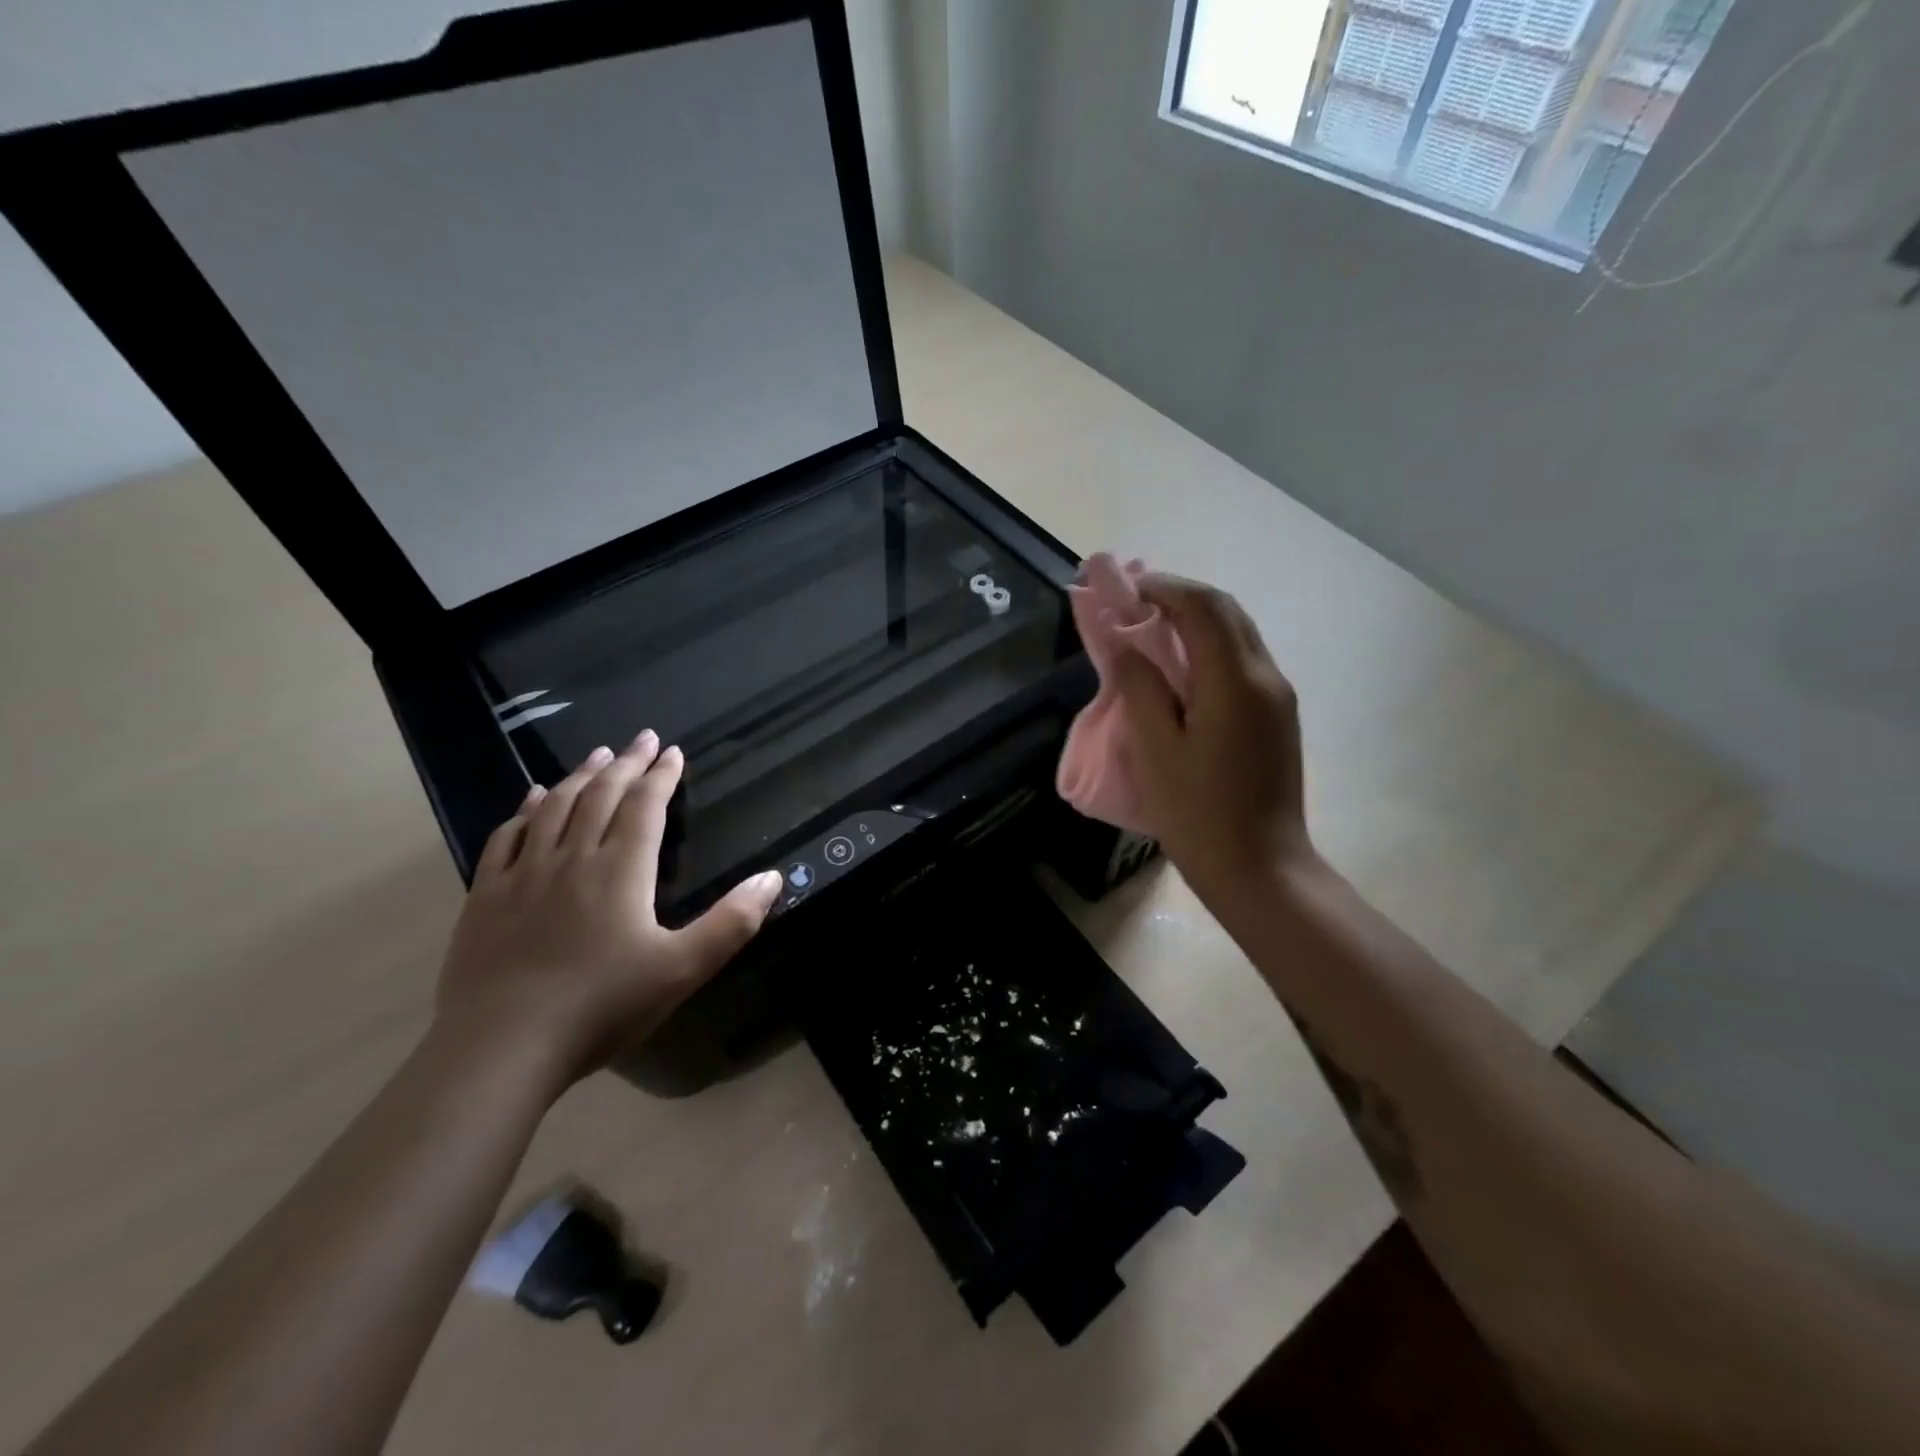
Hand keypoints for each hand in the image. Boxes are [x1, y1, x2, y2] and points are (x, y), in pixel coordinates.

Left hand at [435, 732, 783, 1086]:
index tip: (673, 751)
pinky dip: (526, 810)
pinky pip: (507, 837)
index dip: (662, 776)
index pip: (645, 807)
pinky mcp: (486, 897)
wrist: (500, 1048)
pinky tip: (533, 799)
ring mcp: (523, 875)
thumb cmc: (601, 1007)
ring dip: (579, 776)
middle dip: (626, 763)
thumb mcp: (683, 969)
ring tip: (597, 755)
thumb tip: (772, 878)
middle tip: (642, 738)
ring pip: (555, 808)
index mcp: (621, 870)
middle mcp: (573, 858)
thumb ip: (731, 922)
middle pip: (601, 796)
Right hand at [1109, 574, 1310, 903]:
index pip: (1202, 607)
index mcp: (1235, 681)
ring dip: (1195, 619)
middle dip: (1179, 596)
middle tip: (1133, 603)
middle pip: (1226, 610)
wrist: (1260, 869)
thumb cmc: (1198, 814)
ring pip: (1238, 633)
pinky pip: (1242, 661)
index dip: (1161, 588)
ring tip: (1150, 629)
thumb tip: (1123, 640)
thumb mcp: (1155, 749)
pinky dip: (1209, 646)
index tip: (1122, 590)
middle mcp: (1266, 676)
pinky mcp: (1277, 716)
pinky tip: (1179, 667)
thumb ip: (1139, 686)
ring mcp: (1277, 697)